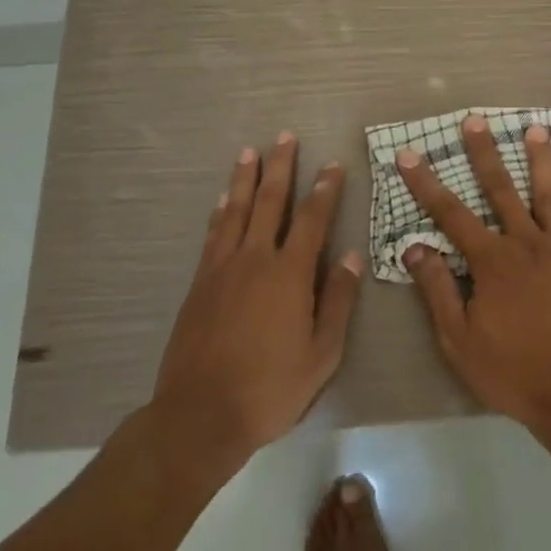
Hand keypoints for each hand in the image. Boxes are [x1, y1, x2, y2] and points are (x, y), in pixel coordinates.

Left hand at [152, 133, 362, 455]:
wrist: (201, 414)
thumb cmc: (271, 388)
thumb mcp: (322, 354)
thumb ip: (337, 301)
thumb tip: (350, 256)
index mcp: (289, 275)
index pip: (312, 219)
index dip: (324, 189)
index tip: (332, 165)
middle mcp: (255, 259)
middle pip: (269, 202)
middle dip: (280, 167)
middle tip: (285, 137)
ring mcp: (222, 268)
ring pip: (235, 210)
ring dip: (244, 178)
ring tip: (250, 151)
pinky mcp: (199, 283)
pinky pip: (213, 234)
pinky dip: (220, 211)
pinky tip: (223, 200)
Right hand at [397, 115, 550, 429]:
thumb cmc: (512, 371)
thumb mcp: (459, 339)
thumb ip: (438, 289)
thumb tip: (415, 247)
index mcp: (491, 262)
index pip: (450, 215)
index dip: (426, 183)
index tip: (408, 154)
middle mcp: (526, 245)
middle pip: (501, 191)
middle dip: (485, 154)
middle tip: (476, 120)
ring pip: (550, 198)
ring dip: (542, 162)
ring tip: (536, 130)